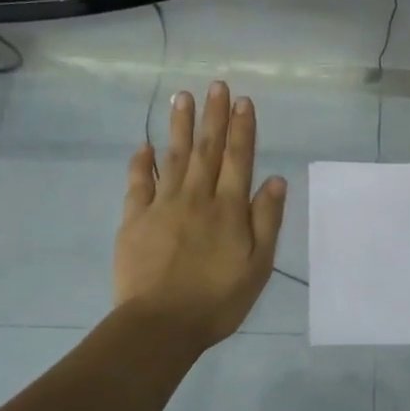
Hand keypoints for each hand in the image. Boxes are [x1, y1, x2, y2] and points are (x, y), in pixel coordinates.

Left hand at [115, 81, 287, 347]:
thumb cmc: (217, 300)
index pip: (238, 159)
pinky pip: (138, 184)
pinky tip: (144, 145)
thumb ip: (266, 221)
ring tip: (181, 96)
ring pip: (173, 157)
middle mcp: (196, 198)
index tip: (242, 101)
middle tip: (215, 85)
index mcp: (228, 209)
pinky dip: (142, 162)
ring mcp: (162, 206)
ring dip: (179, 126)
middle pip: (207, 150)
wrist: (160, 325)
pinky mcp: (134, 220)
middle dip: (213, 116)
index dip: (242, 129)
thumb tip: (275, 180)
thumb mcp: (257, 267)